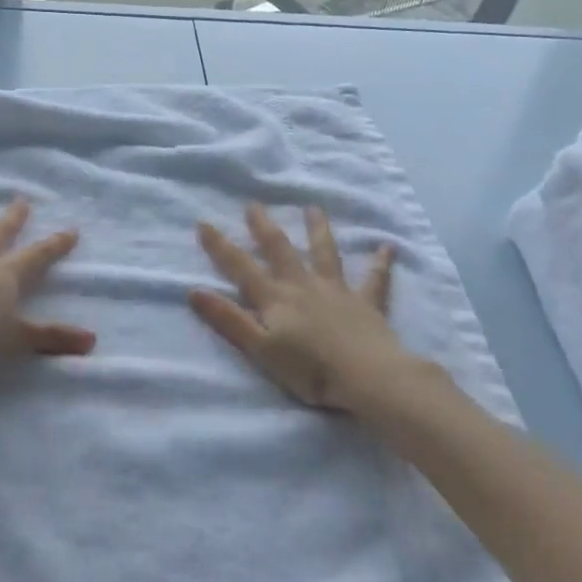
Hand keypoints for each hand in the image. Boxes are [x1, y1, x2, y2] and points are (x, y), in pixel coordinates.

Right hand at [191, 204, 441, 415]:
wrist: (368, 377)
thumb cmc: (309, 370)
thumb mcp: (260, 349)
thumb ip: (228, 319)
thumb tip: (193, 290)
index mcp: (275, 298)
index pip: (240, 267)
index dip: (220, 246)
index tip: (204, 222)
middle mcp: (303, 285)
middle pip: (280, 250)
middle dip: (264, 227)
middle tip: (254, 204)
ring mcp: (336, 290)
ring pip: (324, 253)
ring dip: (317, 229)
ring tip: (313, 208)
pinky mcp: (366, 303)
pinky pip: (375, 279)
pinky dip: (381, 262)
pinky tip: (388, 246)